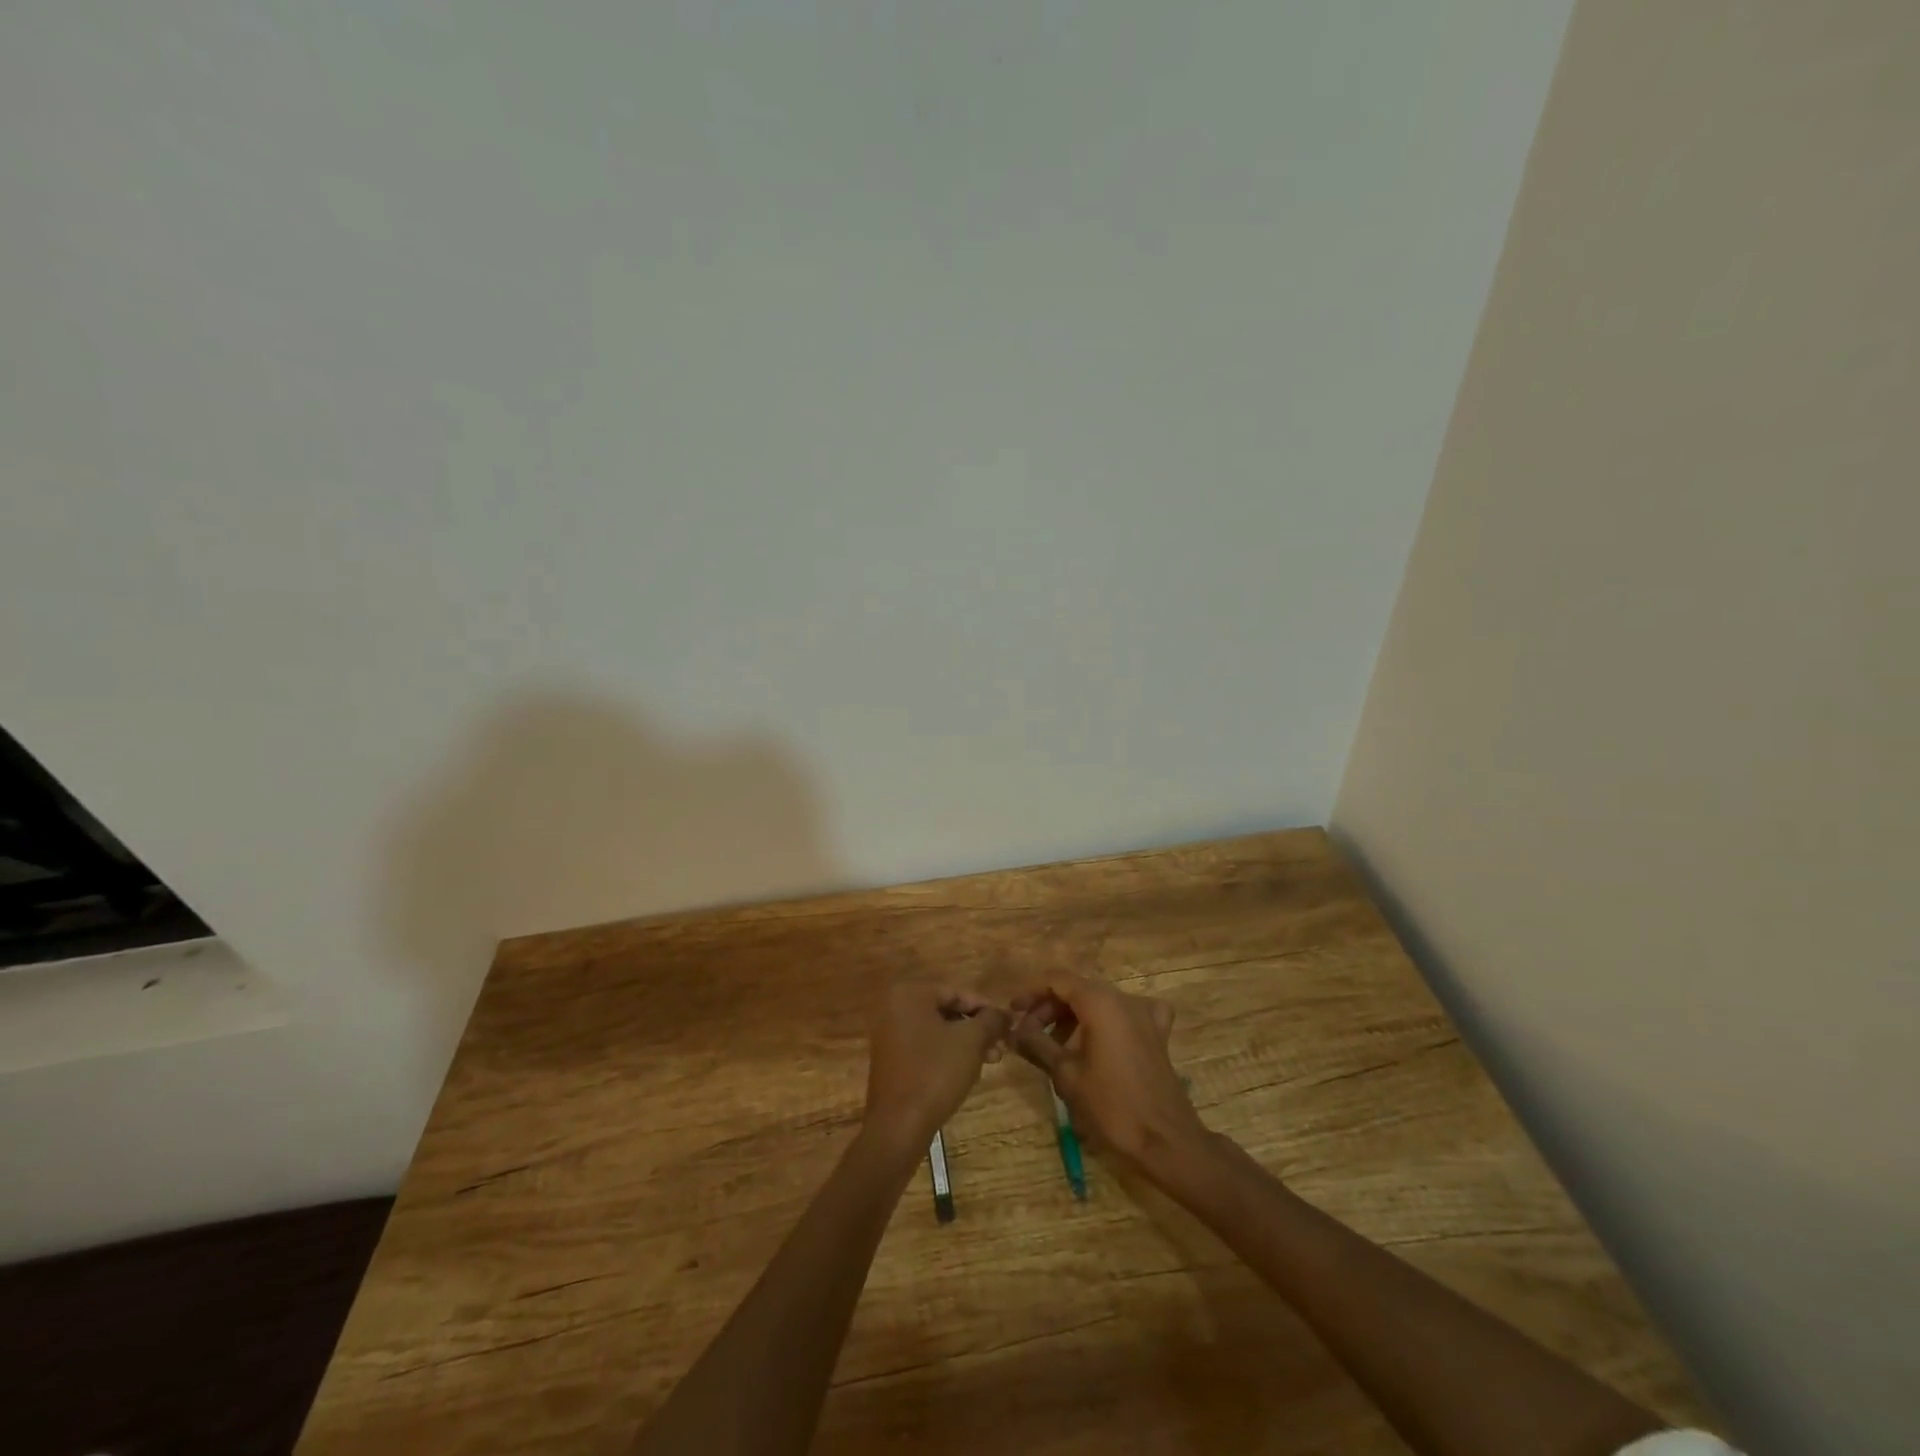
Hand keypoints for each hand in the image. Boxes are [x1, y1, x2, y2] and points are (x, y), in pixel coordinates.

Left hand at [861, 981, 1009, 1155]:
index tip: (1007, 1026)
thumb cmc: (935, 1072)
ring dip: (965, 1044)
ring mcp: (889, 1034)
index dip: (986, 1009)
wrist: (899, 1125)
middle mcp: (894, 1007)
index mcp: (910, 994)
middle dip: (976, 1029)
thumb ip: (991, 1020)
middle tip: (1000, 1047)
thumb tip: (1004, 1014)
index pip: (957, 993)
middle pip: (947, 1011)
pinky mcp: (890, 1059)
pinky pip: (925, 1047)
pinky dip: (946, 1054)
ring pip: (938, 1031)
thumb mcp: (971, 1041)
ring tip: (990, 1061)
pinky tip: (967, 1072)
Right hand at [1009, 972, 1206, 1171]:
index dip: (1032, 993)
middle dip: (1050, 1007)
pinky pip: (1130, 1013)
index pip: (1057, 979)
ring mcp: (1145, 1014)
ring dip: (1074, 1016)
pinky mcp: (1158, 1033)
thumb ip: (1037, 1045)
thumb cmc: (1111, 1106)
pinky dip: (1111, 1019)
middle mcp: (1123, 999)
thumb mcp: (1066, 1075)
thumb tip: (1014, 1030)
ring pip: (1100, 1001)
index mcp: (1099, 1002)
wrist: (1166, 1141)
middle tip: (1028, 1034)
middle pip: (1078, 989)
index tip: (1013, 1013)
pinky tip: (1106, 1036)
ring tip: (1054, 1043)